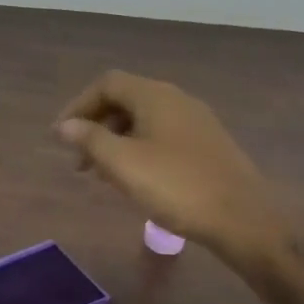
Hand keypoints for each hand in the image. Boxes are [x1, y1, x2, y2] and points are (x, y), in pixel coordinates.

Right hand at [54, 71, 288, 267]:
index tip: (60, 136)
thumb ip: (90, 140)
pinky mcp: (208, 145)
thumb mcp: (124, 164)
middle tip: (78, 160)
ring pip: (144, 120)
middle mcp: (177, 99)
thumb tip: (65, 126)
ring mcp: (197, 122)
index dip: (78, 106)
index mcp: (155, 96)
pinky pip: (162, 136)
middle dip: (96, 126)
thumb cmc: (176, 187)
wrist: (242, 219)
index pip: (107, 84)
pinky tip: (136, 179)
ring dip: (116, 140)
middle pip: (126, 99)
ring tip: (102, 174)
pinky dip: (139, 149)